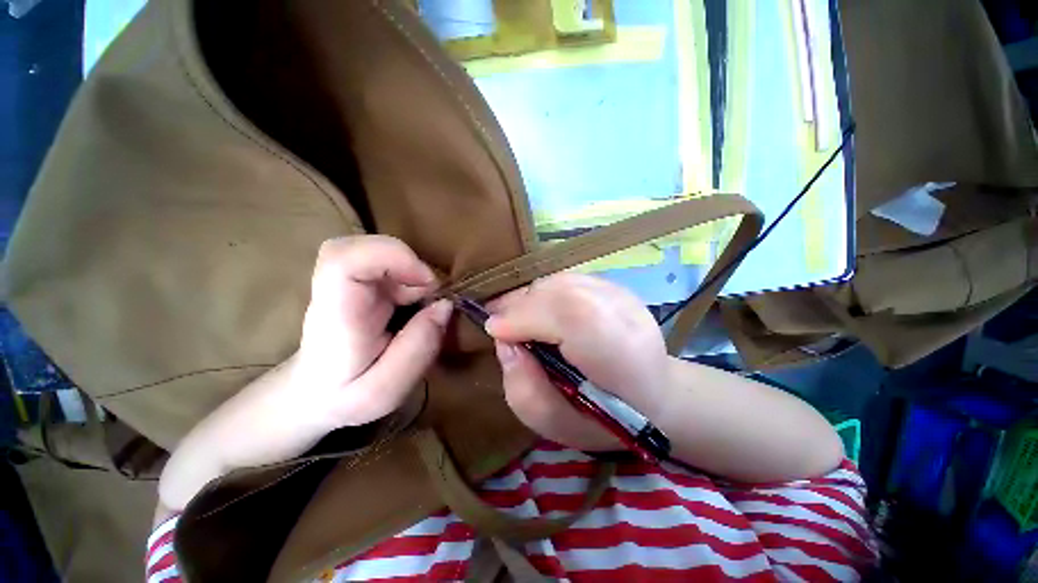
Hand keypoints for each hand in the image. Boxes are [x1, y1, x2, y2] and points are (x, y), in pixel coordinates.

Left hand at [158, 236, 450, 513]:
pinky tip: (416, 304)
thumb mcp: (384, 391)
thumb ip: (417, 350)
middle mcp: (336, 290)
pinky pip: (389, 264)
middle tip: (430, 295)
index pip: (344, 260)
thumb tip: (444, 305)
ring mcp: (347, 283)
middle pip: (362, 245)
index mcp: (335, 316)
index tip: (427, 283)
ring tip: (424, 306)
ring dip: (414, 273)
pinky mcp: (360, 283)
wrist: (312, 393)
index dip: (392, 256)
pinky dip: (412, 278)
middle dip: (409, 263)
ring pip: (379, 251)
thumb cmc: (344, 396)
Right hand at [485, 274, 667, 451]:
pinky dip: (544, 292)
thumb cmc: (606, 419)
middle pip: (561, 291)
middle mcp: (624, 312)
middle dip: (520, 305)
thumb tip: (504, 343)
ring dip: (530, 297)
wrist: (654, 393)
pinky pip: (567, 280)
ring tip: (515, 318)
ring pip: (560, 281)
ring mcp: (622, 293)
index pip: (571, 314)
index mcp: (619, 353)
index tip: (495, 331)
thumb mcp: (557, 424)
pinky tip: (538, 310)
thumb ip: (524, 389)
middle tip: (500, 324)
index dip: (526, 316)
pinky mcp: (614, 286)